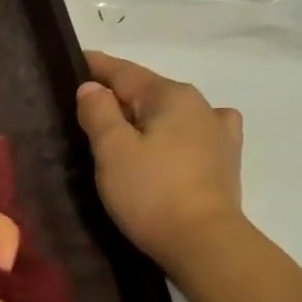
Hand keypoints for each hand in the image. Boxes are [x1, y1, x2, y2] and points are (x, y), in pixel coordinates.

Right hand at [76, 50, 245, 269]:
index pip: (124, 72)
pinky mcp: (225, 161)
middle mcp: (200, 104)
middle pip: (149, 91)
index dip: (97, 66)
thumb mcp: (112, 150)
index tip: (75, 58)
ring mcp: (218, 132)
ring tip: (127, 129)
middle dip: (120, 95)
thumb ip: (99, 113)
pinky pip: (195, 133)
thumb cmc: (151, 193)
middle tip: (88, 106)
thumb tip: (92, 88)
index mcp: (170, 95)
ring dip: (148, 116)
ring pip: (172, 113)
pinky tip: (176, 141)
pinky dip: (177, 132)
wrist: (203, 242)